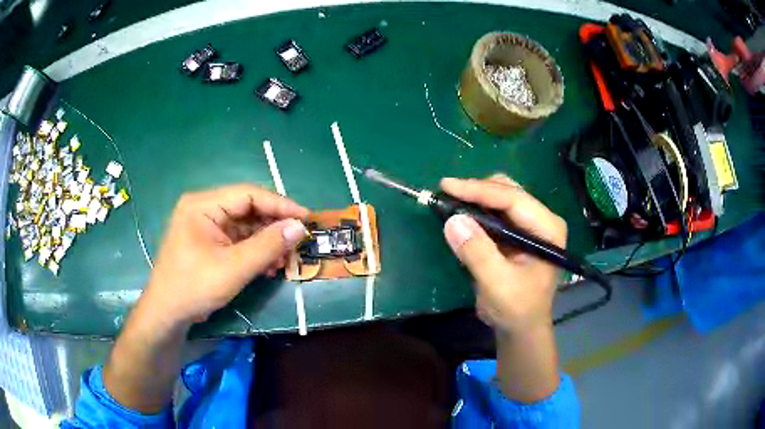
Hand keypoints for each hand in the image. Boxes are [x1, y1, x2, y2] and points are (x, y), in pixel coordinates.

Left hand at [143, 184, 308, 326]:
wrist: (167, 313)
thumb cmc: (194, 287)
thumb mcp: (234, 268)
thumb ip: (267, 246)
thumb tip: (300, 227)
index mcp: (203, 204)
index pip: (249, 194)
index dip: (280, 205)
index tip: (306, 218)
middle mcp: (204, 208)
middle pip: (248, 209)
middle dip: (273, 228)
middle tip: (296, 245)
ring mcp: (206, 225)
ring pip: (246, 226)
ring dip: (266, 242)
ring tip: (283, 261)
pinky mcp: (209, 241)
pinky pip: (238, 239)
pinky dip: (255, 251)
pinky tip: (267, 267)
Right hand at [441, 174, 566, 333]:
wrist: (520, 328)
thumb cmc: (516, 308)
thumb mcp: (497, 284)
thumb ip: (478, 252)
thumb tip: (453, 220)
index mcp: (547, 229)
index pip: (513, 199)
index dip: (478, 190)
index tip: (446, 186)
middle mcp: (541, 220)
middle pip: (507, 191)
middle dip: (476, 191)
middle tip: (445, 196)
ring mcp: (529, 225)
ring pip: (499, 198)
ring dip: (474, 199)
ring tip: (449, 203)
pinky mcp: (516, 232)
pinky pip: (494, 212)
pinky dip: (475, 211)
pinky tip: (460, 216)